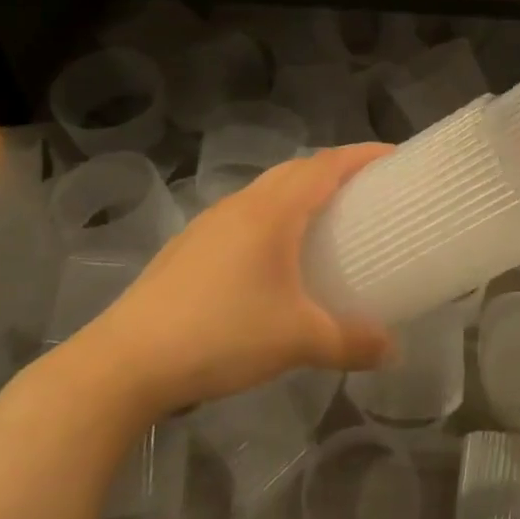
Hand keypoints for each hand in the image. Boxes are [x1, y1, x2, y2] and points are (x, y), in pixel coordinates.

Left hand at [70, 145, 392, 418]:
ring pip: (266, 191)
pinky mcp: (188, 248)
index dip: (363, 154)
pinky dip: (272, 218)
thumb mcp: (298, 340)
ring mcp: (209, 224)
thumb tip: (394, 351)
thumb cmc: (222, 335)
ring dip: (300, 193)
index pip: (327, 165)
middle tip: (367, 190)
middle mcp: (242, 205)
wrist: (124, 364)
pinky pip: (244, 216)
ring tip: (325, 221)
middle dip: (335, 170)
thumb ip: (351, 342)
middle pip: (297, 169)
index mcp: (273, 211)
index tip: (395, 157)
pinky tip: (273, 259)